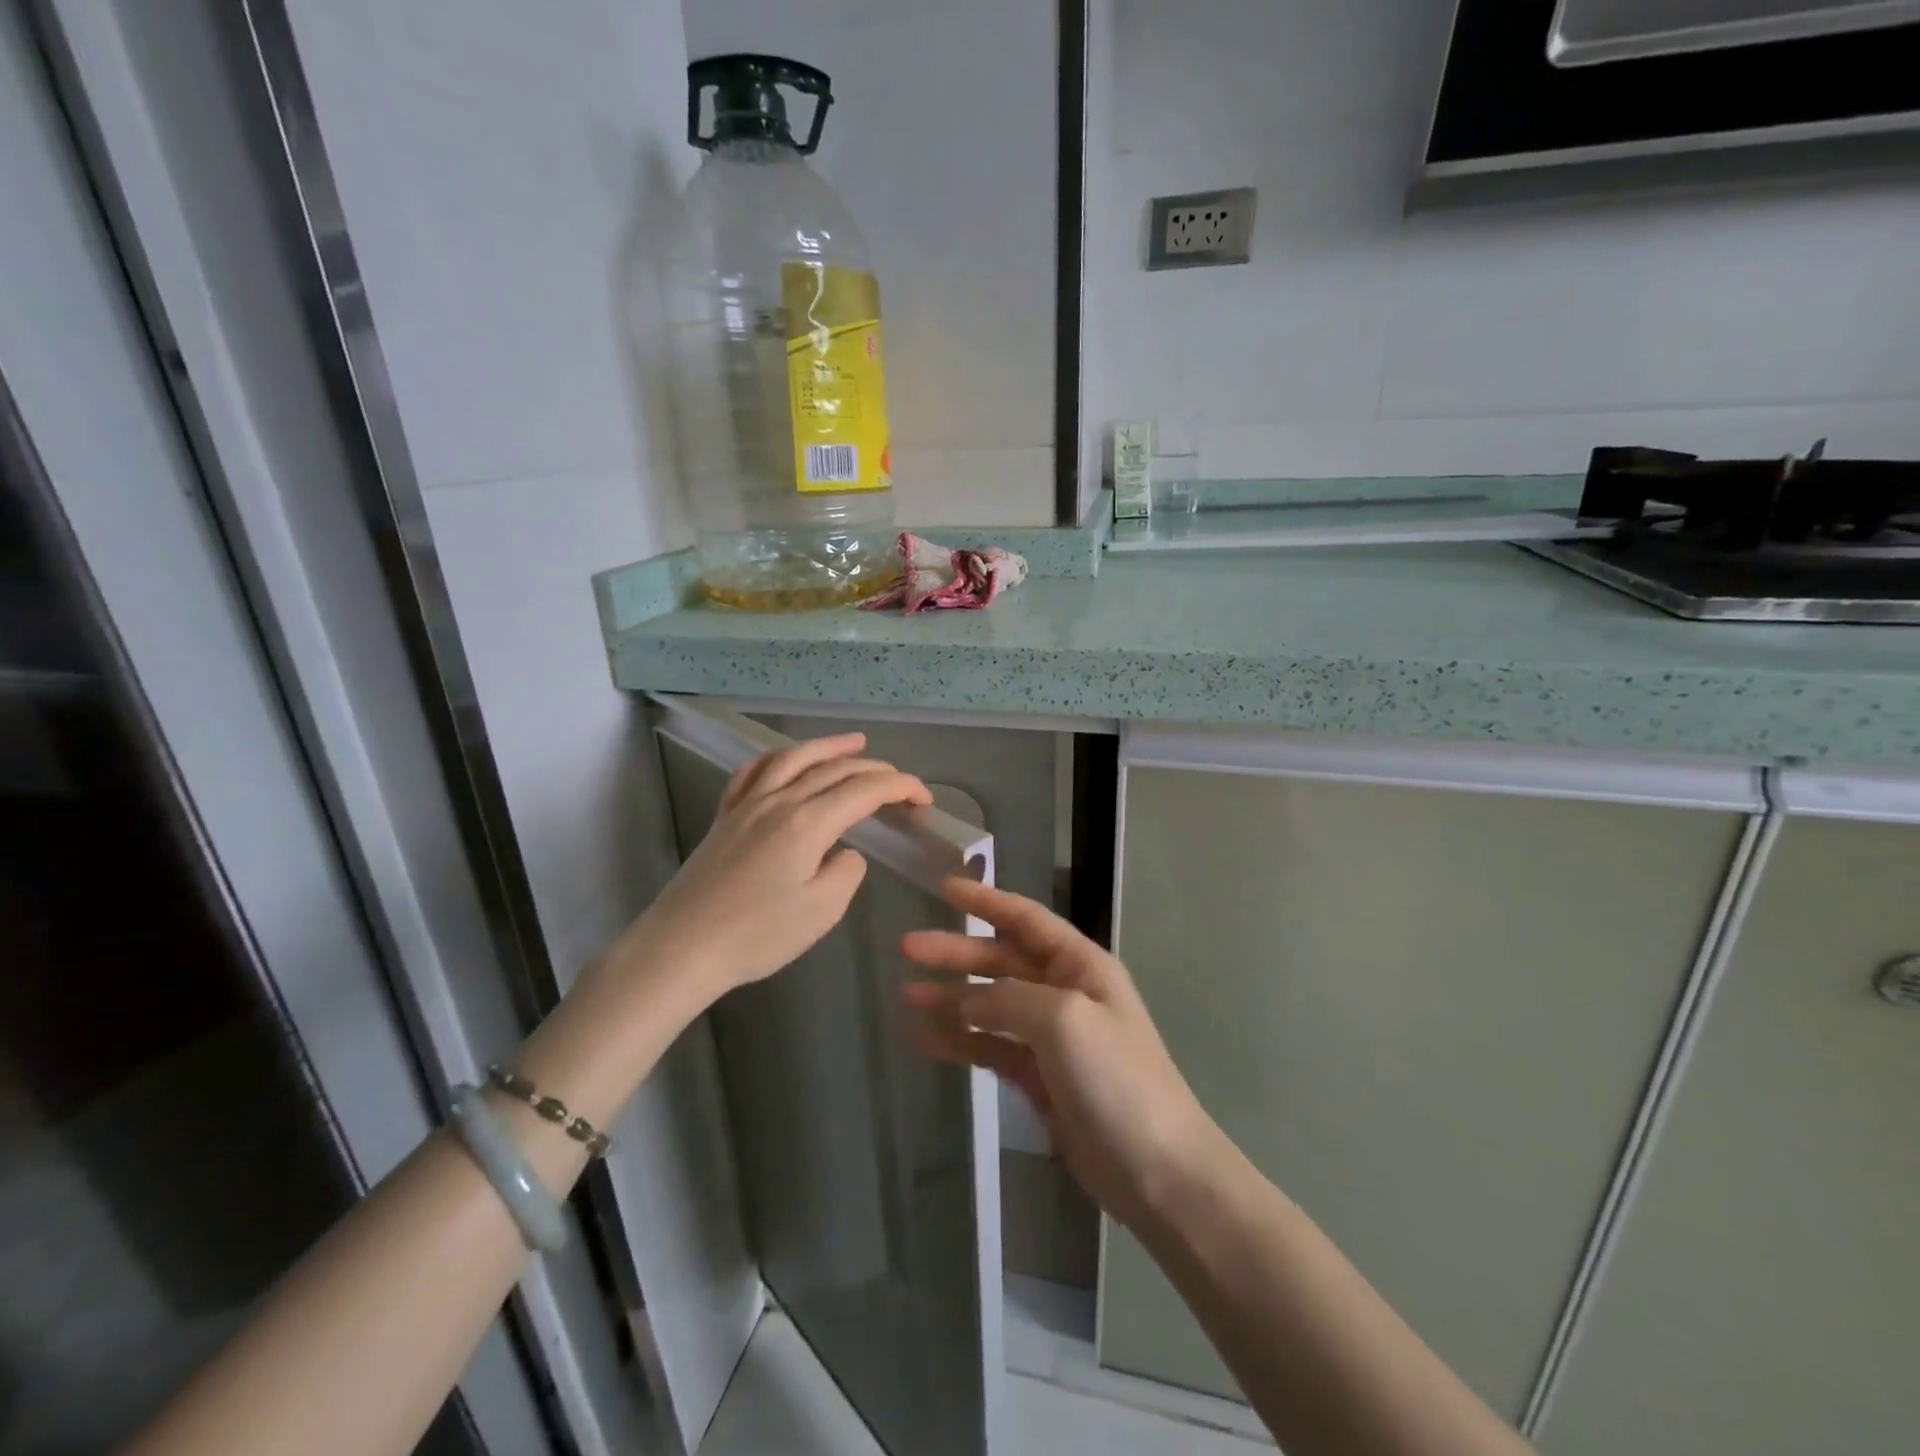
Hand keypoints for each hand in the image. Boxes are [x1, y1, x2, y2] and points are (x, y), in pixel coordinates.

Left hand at [614, 733, 930, 1003]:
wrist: (681, 948)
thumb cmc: (757, 935)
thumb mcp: (821, 911)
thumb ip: (846, 872)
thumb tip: (844, 852)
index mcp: (808, 823)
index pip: (865, 790)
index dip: (900, 787)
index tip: (923, 798)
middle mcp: (779, 801)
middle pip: (834, 769)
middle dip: (874, 769)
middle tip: (899, 780)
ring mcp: (747, 805)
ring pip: (793, 759)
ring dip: (828, 746)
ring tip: (854, 742)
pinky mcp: (725, 818)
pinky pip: (752, 773)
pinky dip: (776, 758)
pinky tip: (784, 761)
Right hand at [901, 879, 1224, 1230]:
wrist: (1157, 1171)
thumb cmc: (1117, 1079)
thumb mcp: (1064, 1020)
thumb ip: (1010, 998)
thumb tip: (969, 1000)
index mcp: (1080, 966)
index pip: (1025, 919)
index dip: (985, 900)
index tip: (943, 887)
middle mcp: (1064, 992)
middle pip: (1000, 960)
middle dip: (956, 952)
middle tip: (906, 948)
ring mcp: (1051, 1037)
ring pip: (991, 1005)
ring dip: (951, 998)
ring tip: (907, 996)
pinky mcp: (1039, 1078)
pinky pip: (991, 1048)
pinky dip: (960, 1042)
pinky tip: (926, 1041)